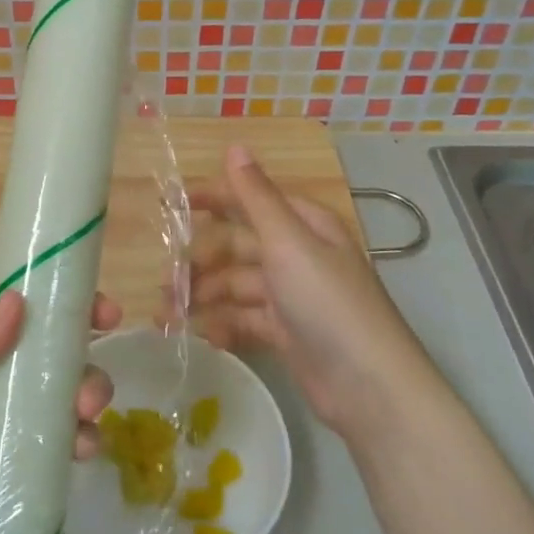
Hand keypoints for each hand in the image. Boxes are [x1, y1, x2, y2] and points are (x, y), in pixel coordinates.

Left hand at [0, 263, 118, 533]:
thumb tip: (18, 299)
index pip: (0, 289)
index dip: (40, 274)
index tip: (85, 276)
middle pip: (43, 334)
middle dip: (78, 329)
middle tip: (112, 327)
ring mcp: (5, 417)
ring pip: (61, 384)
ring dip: (86, 385)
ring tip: (88, 409)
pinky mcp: (20, 459)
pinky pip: (63, 435)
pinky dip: (82, 435)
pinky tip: (83, 450)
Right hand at [177, 145, 430, 437]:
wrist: (367, 386)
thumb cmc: (327, 302)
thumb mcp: (288, 242)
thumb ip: (256, 197)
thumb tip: (234, 146)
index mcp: (304, 226)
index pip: (251, 200)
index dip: (213, 198)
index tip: (170, 204)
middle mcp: (297, 255)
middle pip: (237, 247)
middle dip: (199, 261)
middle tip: (165, 279)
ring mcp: (291, 297)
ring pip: (235, 286)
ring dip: (202, 296)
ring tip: (167, 313)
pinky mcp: (285, 334)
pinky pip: (243, 320)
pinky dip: (221, 325)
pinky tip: (199, 334)